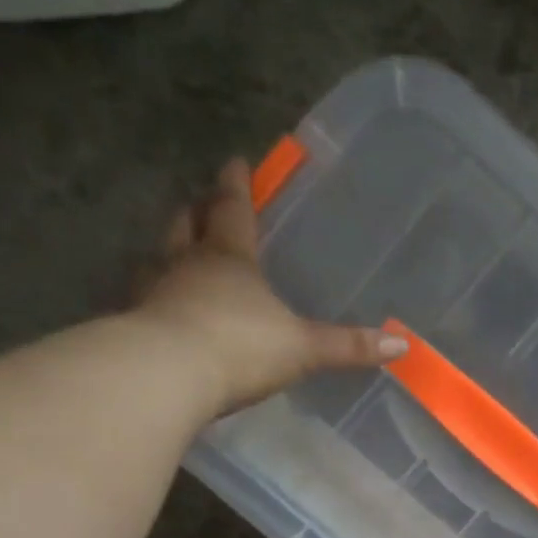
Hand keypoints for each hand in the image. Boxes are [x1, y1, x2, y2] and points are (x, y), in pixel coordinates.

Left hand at [136, 157, 404, 414]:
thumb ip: (348, 346)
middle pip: (187, 226)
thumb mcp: (303, 347)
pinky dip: (156, 297)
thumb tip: (402, 345)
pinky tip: (162, 310)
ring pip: (159, 259)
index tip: (235, 161)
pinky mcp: (135, 327)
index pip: (233, 210)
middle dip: (197, 212)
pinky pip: (146, 301)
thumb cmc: (240, 347)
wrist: (165, 376)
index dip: (236, 186)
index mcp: (229, 259)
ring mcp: (154, 293)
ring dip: (170, 251)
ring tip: (178, 253)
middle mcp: (186, 265)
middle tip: (202, 204)